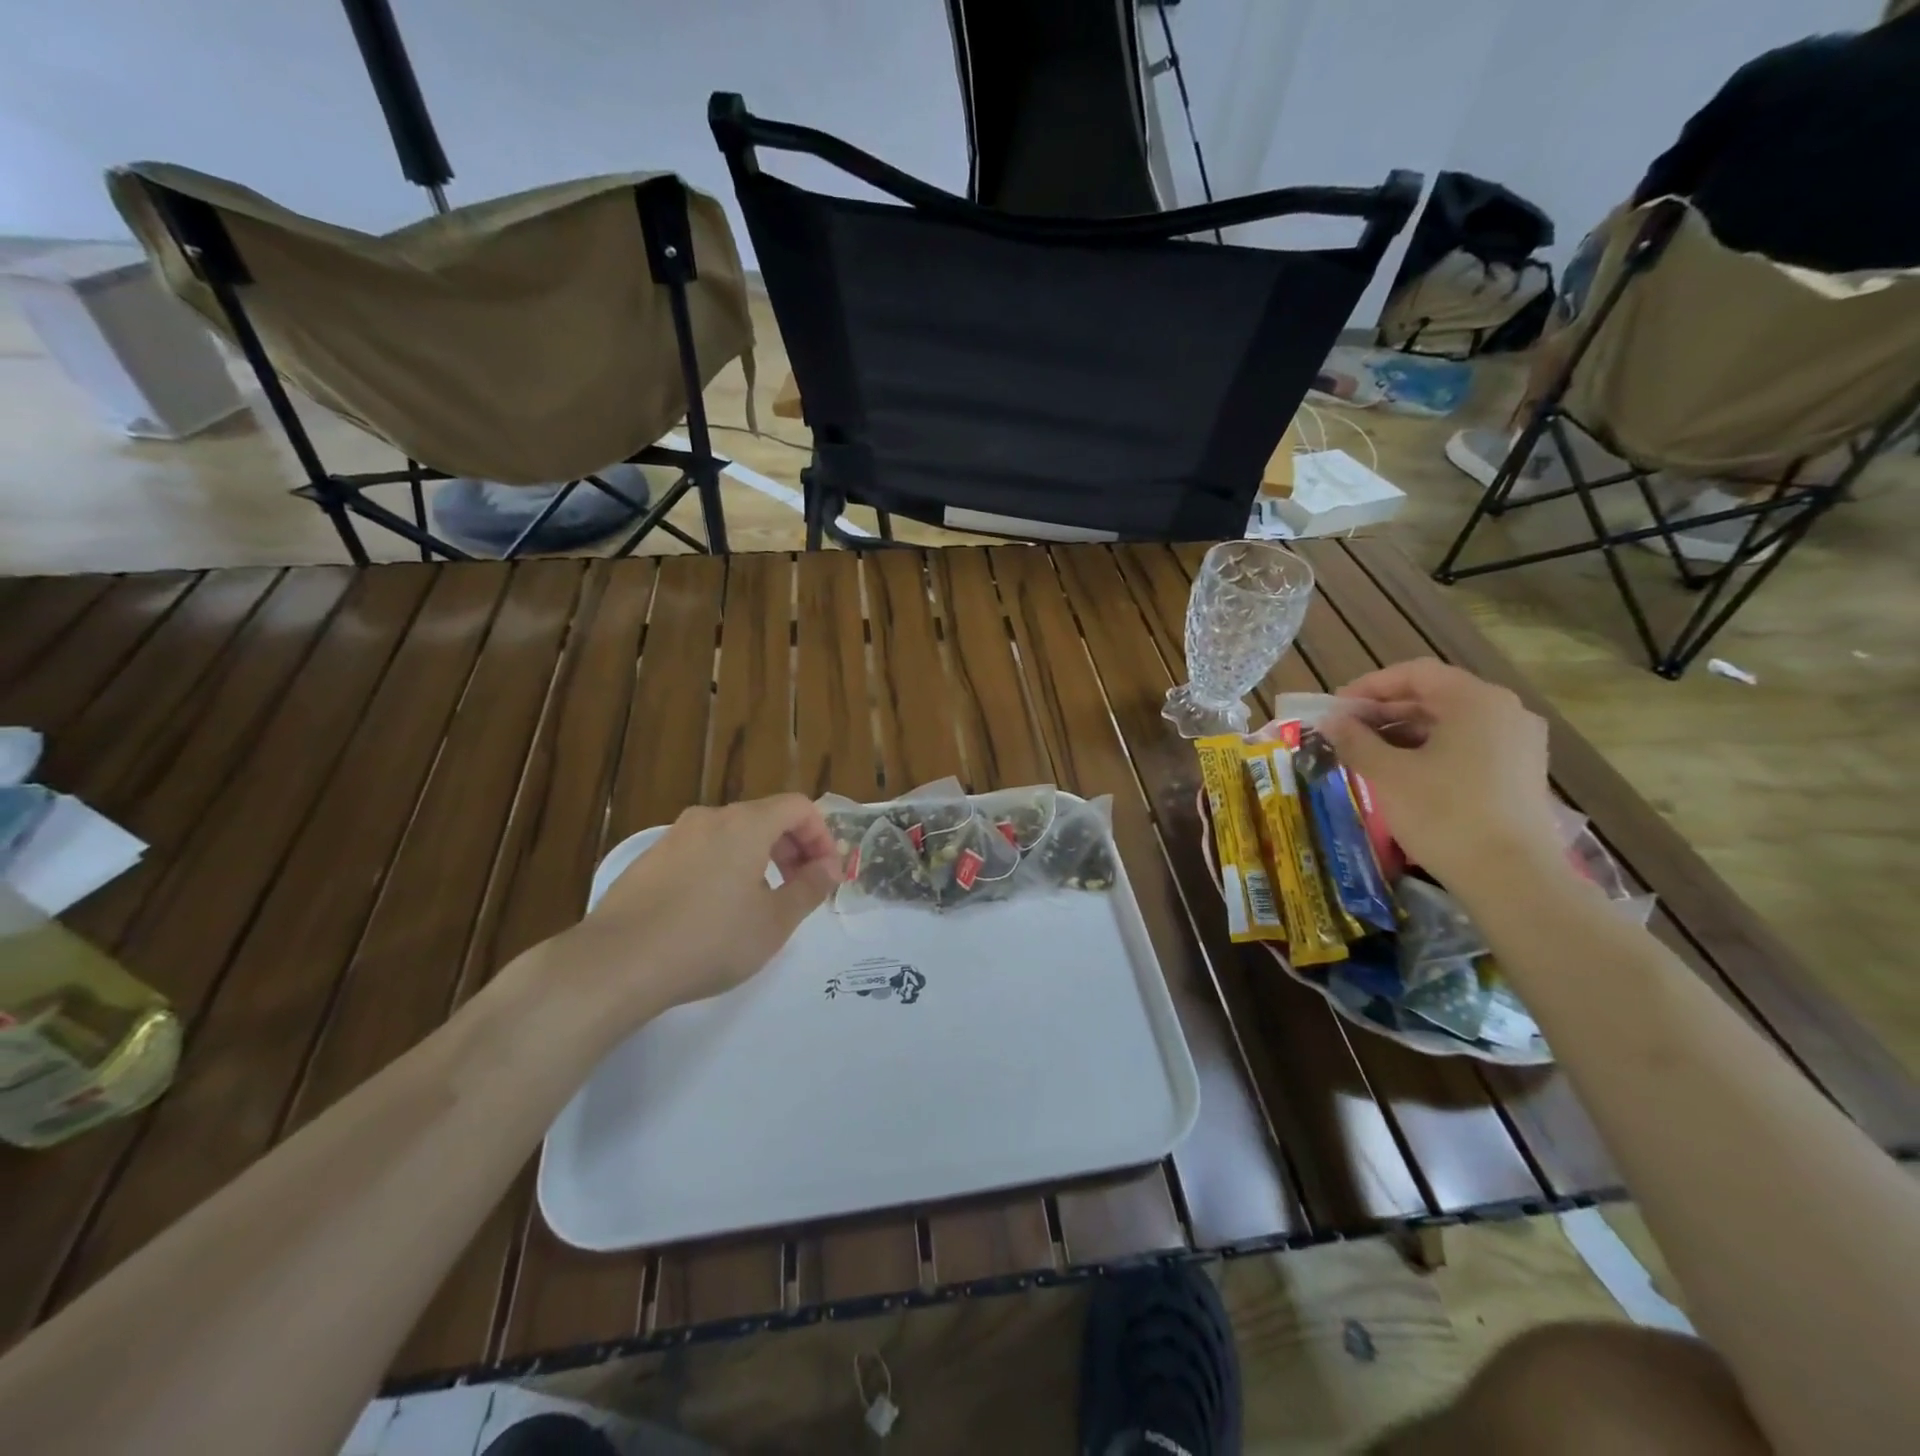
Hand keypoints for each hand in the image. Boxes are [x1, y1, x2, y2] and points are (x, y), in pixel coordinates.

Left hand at [544, 794, 841, 1025]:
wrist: (617, 963)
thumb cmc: (710, 940)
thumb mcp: (774, 922)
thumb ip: (810, 888)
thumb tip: (831, 866)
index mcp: (746, 824)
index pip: (798, 807)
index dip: (822, 836)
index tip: (826, 874)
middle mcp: (710, 819)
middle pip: (765, 817)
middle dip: (793, 848)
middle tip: (800, 888)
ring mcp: (674, 837)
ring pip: (731, 835)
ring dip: (759, 859)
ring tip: (760, 903)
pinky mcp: (648, 861)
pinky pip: (701, 852)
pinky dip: (724, 868)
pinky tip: (715, 912)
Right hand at [1320, 659, 1568, 896]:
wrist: (1512, 877)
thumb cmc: (1444, 814)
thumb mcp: (1388, 774)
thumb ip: (1355, 740)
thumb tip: (1331, 721)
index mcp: (1476, 700)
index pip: (1415, 673)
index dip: (1369, 686)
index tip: (1336, 708)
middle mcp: (1505, 711)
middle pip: (1435, 696)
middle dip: (1385, 711)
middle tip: (1346, 731)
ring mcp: (1519, 743)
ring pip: (1451, 722)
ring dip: (1404, 732)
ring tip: (1367, 753)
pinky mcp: (1521, 772)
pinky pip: (1468, 745)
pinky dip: (1431, 750)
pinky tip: (1403, 773)